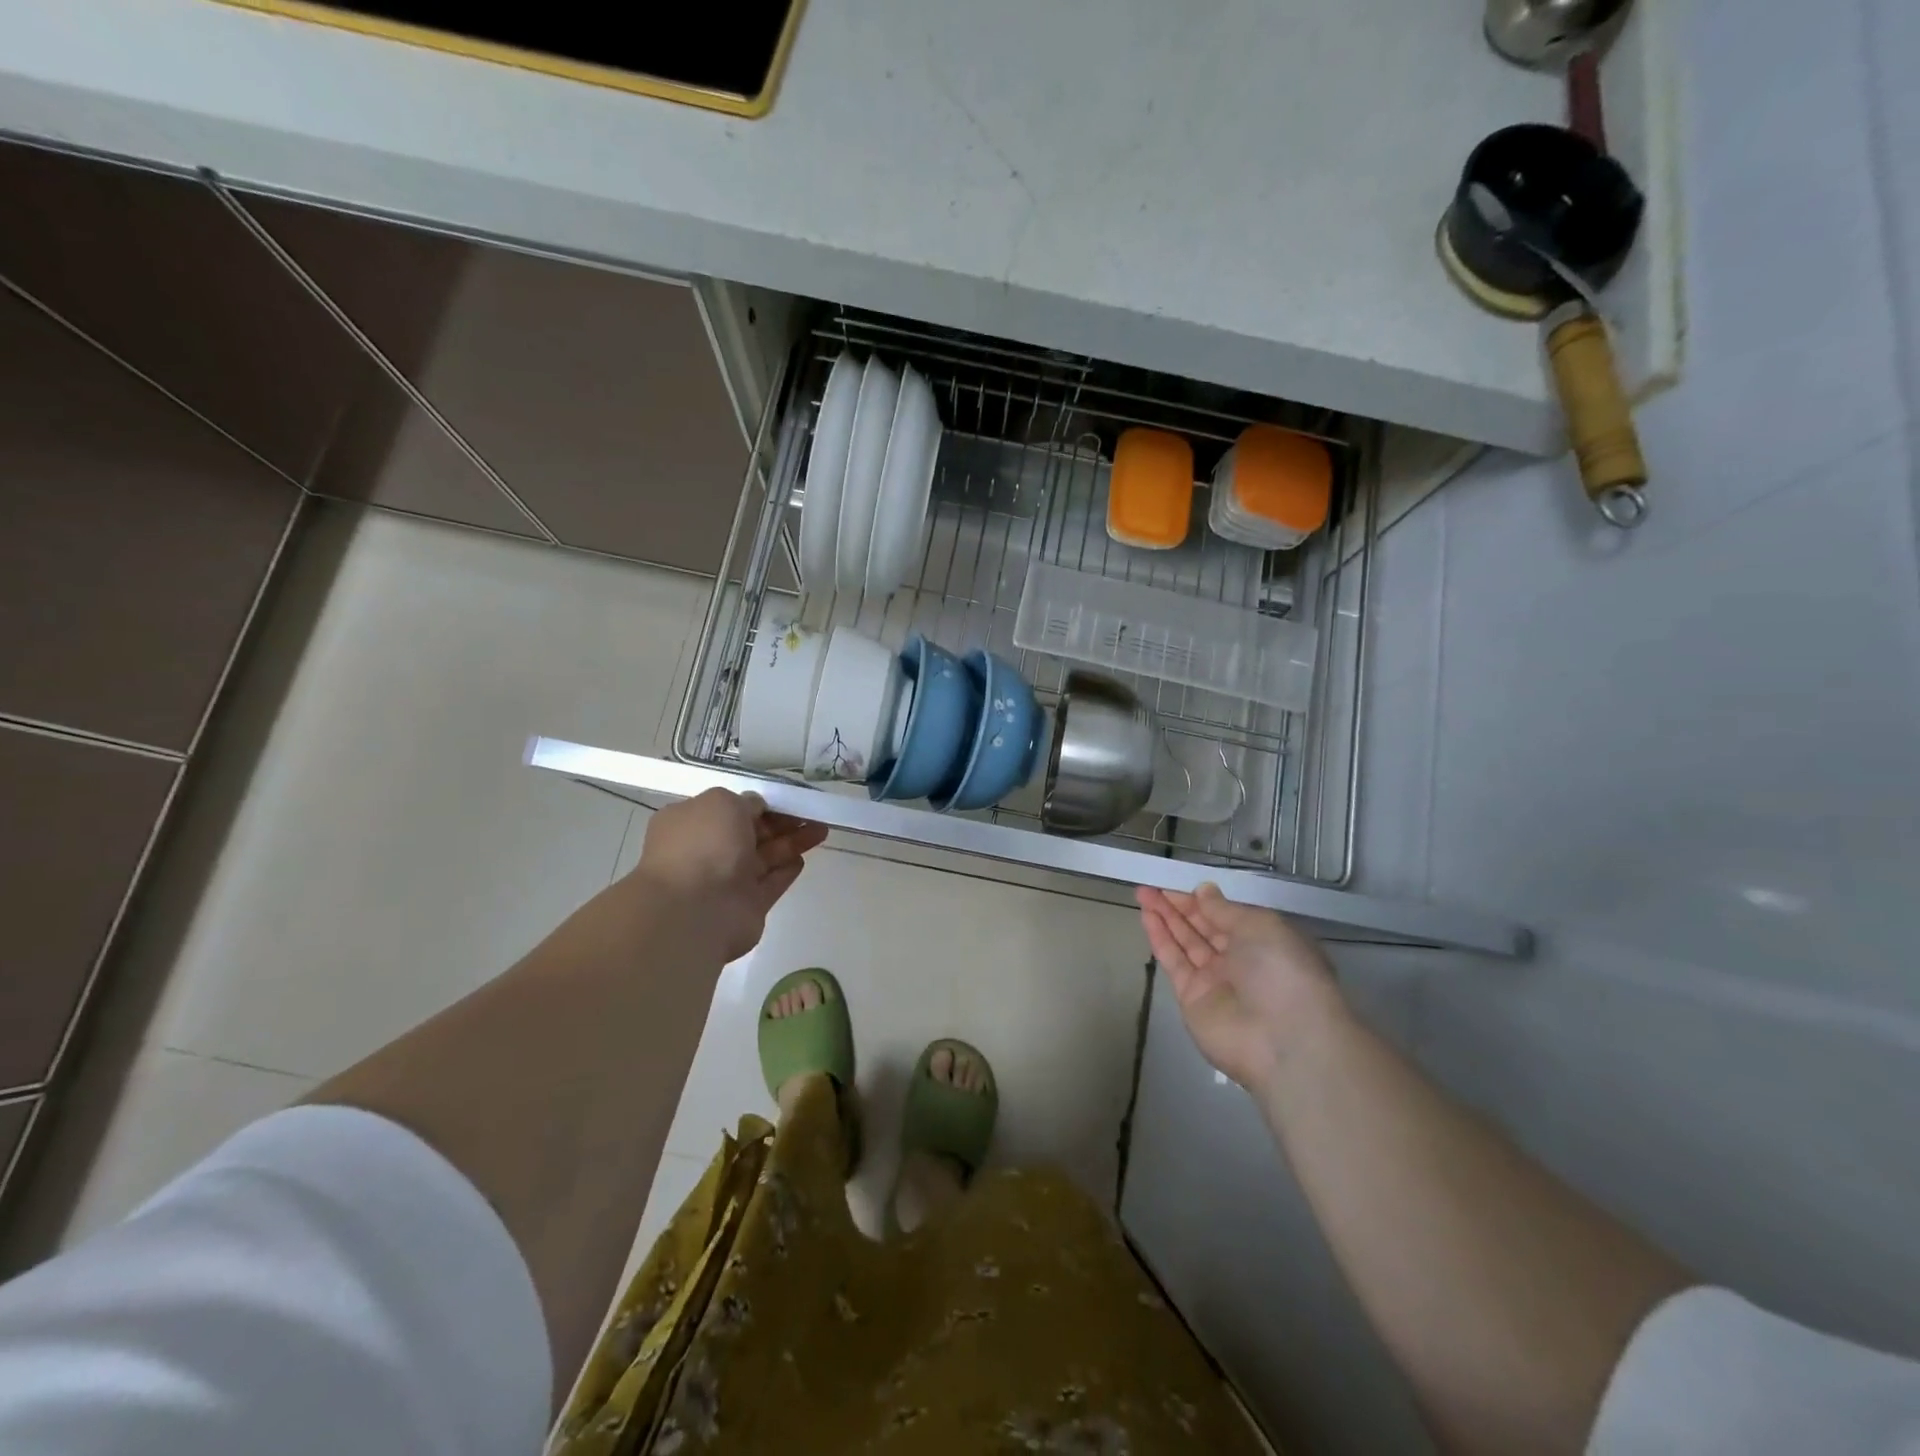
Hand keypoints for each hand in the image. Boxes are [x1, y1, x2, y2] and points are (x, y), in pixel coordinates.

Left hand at [634, 789, 827, 960]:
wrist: (695, 911)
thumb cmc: (703, 845)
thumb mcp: (722, 802)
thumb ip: (745, 801)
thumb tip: (757, 807)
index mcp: (691, 823)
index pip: (729, 809)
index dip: (759, 803)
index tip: (786, 797)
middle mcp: (707, 851)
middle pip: (751, 832)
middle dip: (782, 821)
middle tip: (812, 812)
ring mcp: (727, 880)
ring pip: (766, 856)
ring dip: (792, 841)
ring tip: (821, 829)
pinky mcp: (748, 905)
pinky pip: (771, 883)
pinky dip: (787, 870)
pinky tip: (804, 858)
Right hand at [1137, 883, 1344, 1094]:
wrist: (1282, 1040)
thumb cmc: (1281, 971)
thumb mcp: (1260, 926)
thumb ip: (1225, 909)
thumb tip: (1204, 891)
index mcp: (1266, 941)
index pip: (1229, 915)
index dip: (1204, 898)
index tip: (1179, 881)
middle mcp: (1241, 959)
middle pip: (1204, 926)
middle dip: (1179, 904)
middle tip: (1153, 884)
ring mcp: (1216, 980)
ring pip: (1186, 941)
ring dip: (1165, 916)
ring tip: (1143, 893)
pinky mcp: (1192, 997)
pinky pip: (1174, 961)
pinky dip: (1160, 938)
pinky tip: (1147, 916)